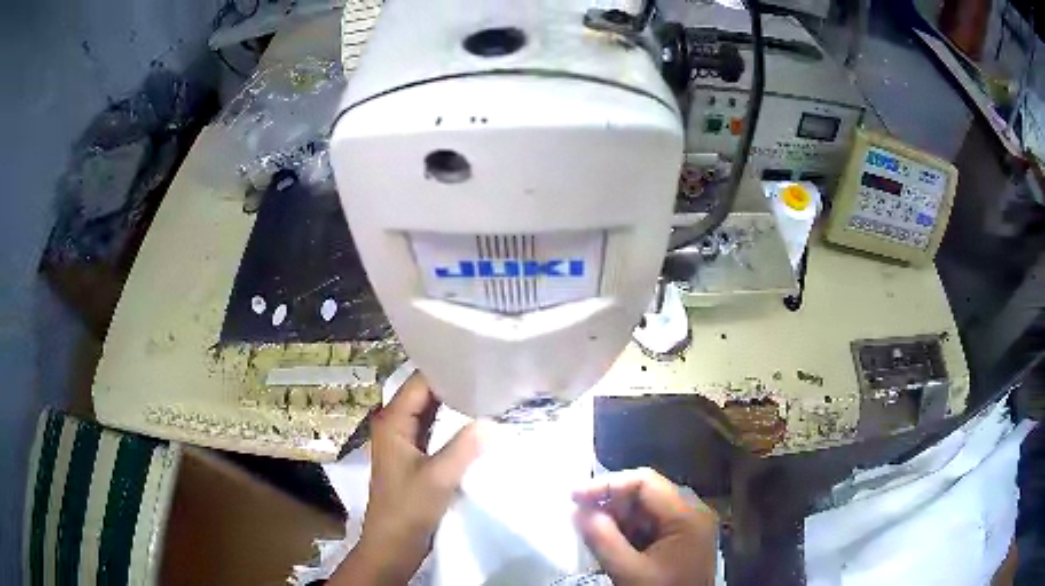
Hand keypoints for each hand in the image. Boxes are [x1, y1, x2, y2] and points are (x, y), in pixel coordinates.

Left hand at [332, 373, 486, 584]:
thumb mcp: (439, 477)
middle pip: (425, 393)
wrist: (392, 544)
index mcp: (393, 421)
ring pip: (431, 412)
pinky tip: (477, 421)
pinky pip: (434, 430)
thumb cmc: (408, 509)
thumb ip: (465, 446)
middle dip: (455, 383)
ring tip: (489, 392)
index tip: (480, 362)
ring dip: (455, 404)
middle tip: (491, 375)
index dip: (447, 369)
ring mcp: (405, 441)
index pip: (420, 382)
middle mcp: (395, 424)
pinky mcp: (414, 456)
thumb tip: (494, 419)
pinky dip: (453, 423)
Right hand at [573, 468, 717, 585]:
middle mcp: (692, 513)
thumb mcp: (629, 571)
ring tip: (592, 532)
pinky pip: (651, 524)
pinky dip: (628, 531)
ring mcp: (689, 526)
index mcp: (687, 515)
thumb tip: (577, 511)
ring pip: (646, 509)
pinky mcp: (681, 539)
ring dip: (617, 518)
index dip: (607, 485)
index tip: (574, 497)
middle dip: (611, 503)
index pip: (644, 482)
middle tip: (580, 516)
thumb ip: (602, 539)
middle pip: (646, 493)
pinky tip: (611, 544)